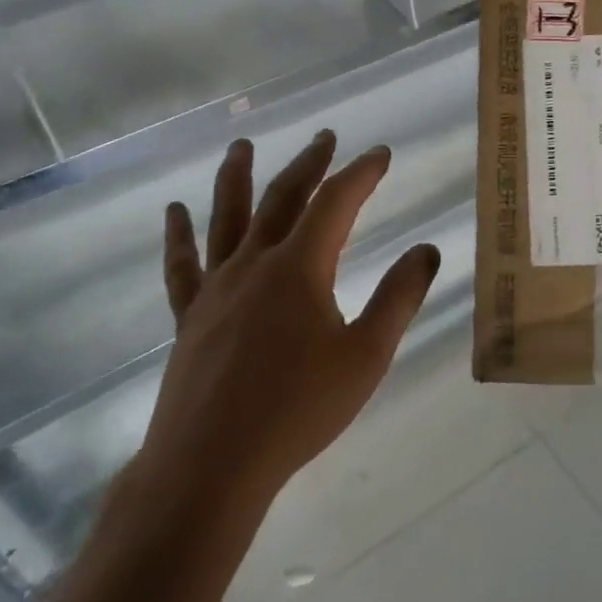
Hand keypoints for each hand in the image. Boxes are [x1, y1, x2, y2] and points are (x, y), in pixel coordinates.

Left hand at [125, 131, 440, 528]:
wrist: (211, 465)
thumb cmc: (297, 411)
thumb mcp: (366, 356)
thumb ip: (398, 298)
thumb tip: (427, 250)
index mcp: (299, 269)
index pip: (335, 202)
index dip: (360, 173)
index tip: (379, 154)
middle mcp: (254, 264)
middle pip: (282, 198)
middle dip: (308, 163)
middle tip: (325, 137)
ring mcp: (216, 288)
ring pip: (226, 217)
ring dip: (236, 177)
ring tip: (241, 146)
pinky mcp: (190, 316)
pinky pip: (182, 265)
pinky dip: (179, 235)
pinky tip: (175, 212)